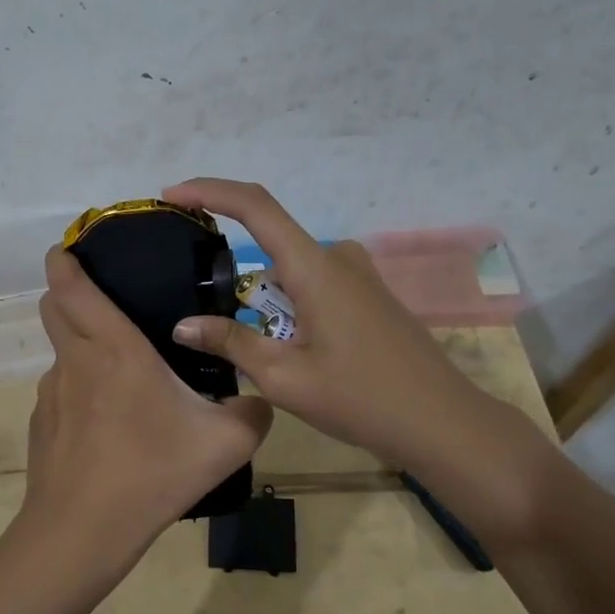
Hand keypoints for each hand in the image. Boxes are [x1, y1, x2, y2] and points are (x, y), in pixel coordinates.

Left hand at [17, 247, 272, 584]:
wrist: (83, 532)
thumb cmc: (152, 473)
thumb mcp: (225, 444)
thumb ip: (253, 412)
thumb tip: (257, 399)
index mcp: (114, 349)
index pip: (70, 286)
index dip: (64, 260)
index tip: (70, 246)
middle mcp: (75, 361)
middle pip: (53, 307)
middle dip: (68, 292)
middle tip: (105, 299)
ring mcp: (51, 394)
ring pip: (60, 353)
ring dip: (82, 348)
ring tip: (122, 379)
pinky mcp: (42, 425)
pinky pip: (62, 393)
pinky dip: (80, 392)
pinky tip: (107, 428)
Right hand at [163, 179, 519, 473]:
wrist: (441, 422)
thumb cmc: (360, 398)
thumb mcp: (285, 377)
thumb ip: (232, 343)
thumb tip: (183, 326)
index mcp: (315, 267)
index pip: (255, 206)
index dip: (210, 190)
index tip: (173, 194)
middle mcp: (337, 258)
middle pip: (270, 246)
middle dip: (238, 280)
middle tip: (216, 328)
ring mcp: (358, 275)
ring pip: (291, 273)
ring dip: (266, 303)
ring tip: (262, 356)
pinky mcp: (368, 295)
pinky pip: (313, 286)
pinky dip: (289, 308)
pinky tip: (292, 352)